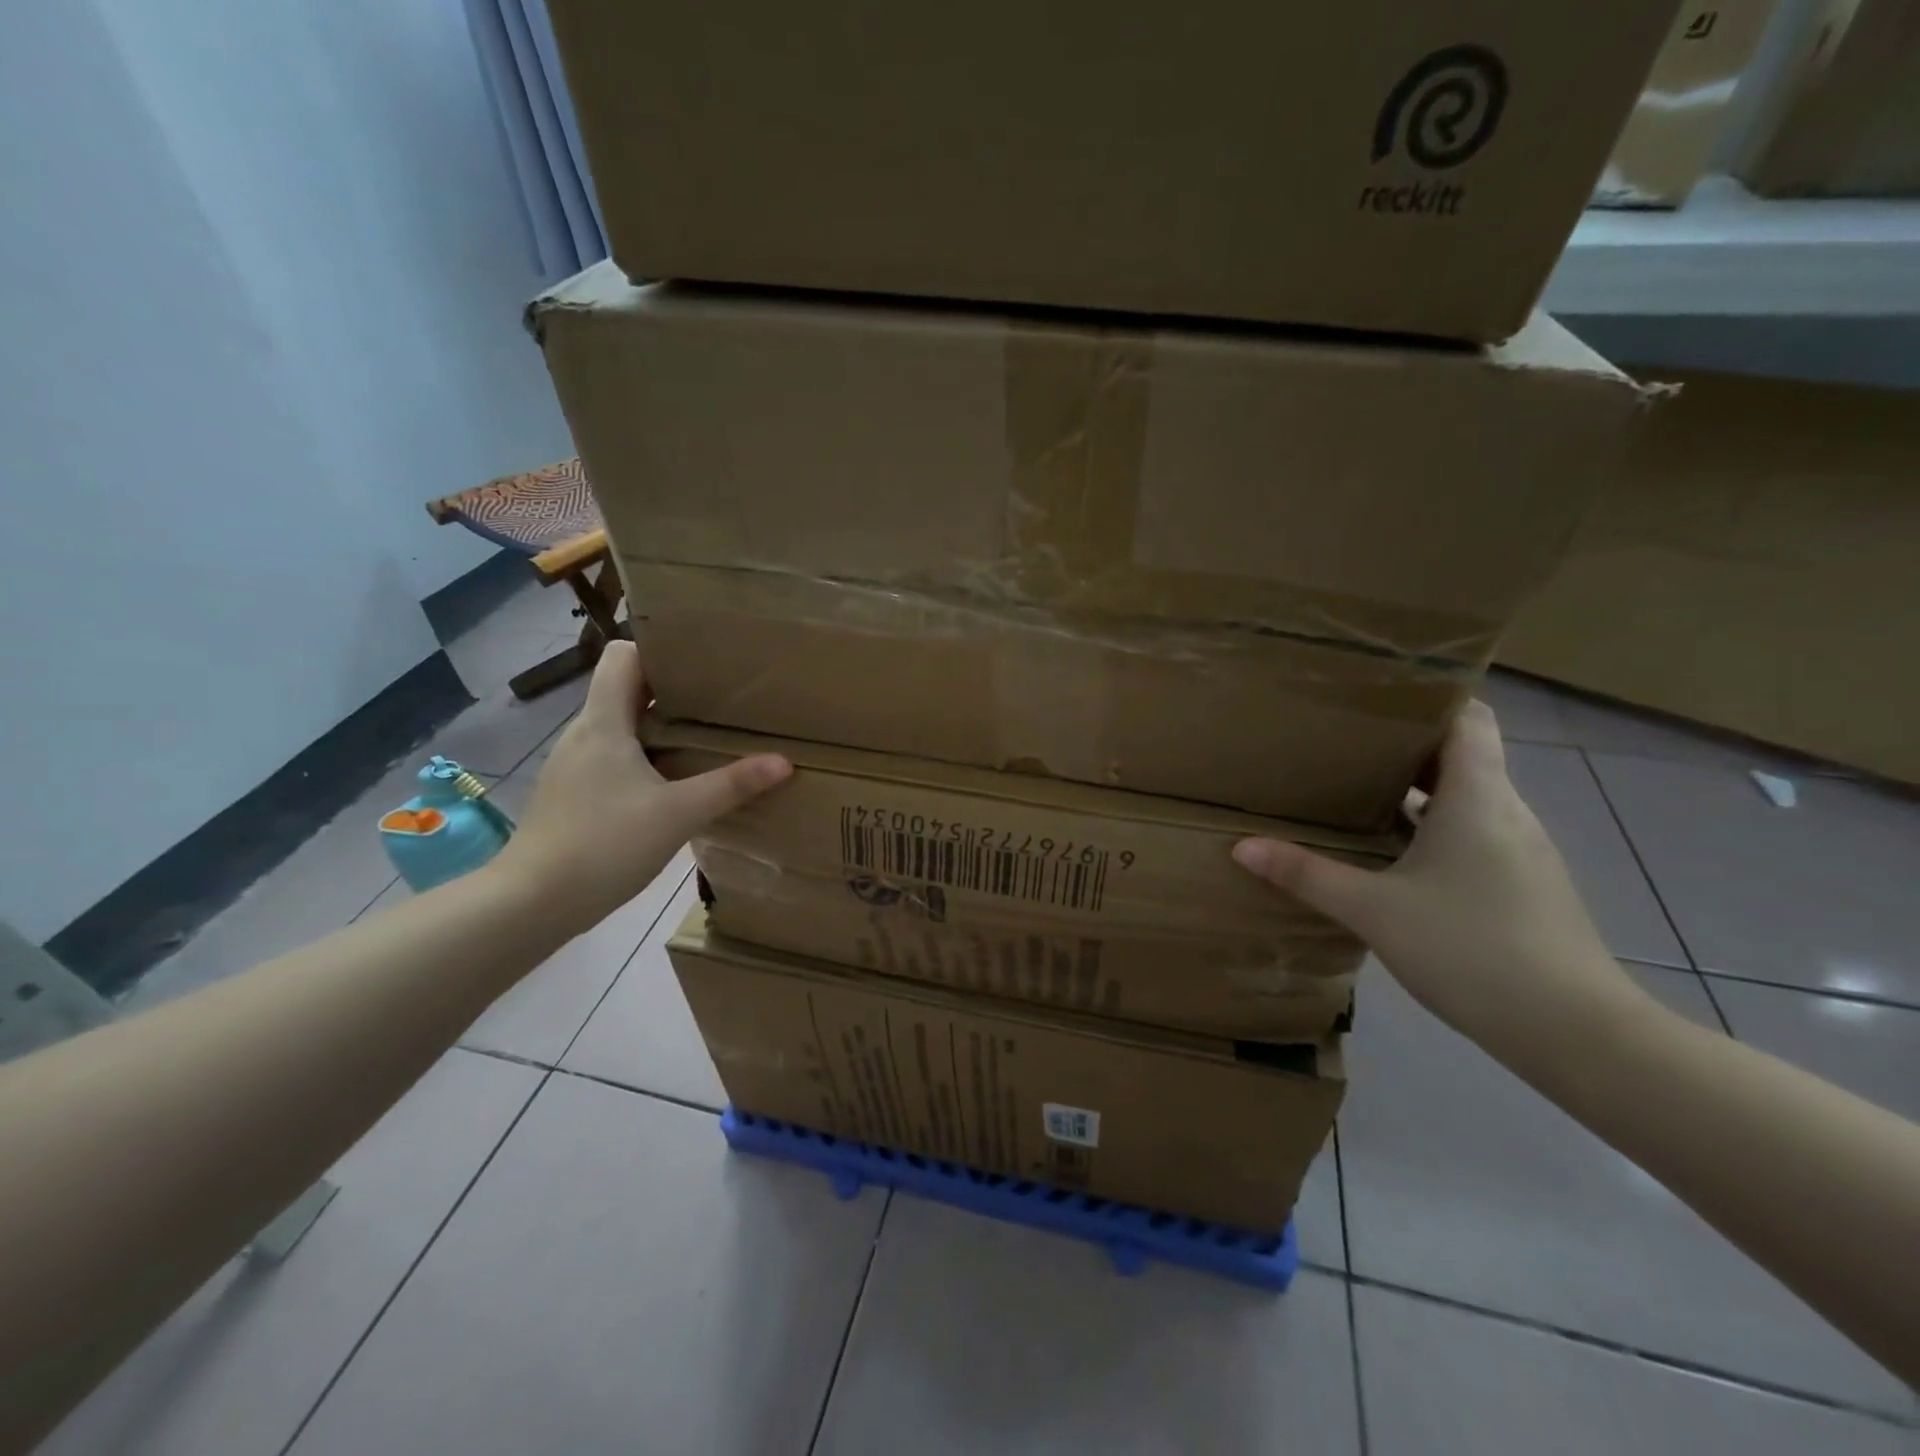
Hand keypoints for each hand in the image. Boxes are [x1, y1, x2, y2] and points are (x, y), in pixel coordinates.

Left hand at [491, 642, 790, 932]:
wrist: (532, 903)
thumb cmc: (604, 844)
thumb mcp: (679, 813)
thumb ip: (732, 785)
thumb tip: (783, 762)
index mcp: (603, 721)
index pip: (623, 655)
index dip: (661, 650)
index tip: (704, 662)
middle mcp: (584, 733)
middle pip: (626, 689)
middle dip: (673, 689)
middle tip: (721, 699)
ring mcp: (575, 765)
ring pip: (621, 726)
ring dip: (660, 725)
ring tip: (705, 736)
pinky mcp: (574, 793)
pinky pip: (614, 757)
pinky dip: (645, 757)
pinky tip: (674, 782)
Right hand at [1232, 700, 1645, 1048]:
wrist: (1574, 1031)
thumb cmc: (1471, 948)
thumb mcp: (1373, 910)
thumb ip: (1306, 874)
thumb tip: (1242, 847)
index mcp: (1477, 797)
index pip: (1469, 717)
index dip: (1430, 698)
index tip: (1376, 696)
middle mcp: (1506, 811)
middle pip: (1462, 754)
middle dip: (1404, 745)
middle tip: (1343, 743)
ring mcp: (1521, 850)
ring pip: (1467, 797)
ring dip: (1418, 790)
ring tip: (1358, 791)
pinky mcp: (1524, 885)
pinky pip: (1475, 833)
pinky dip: (1435, 827)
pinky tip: (1395, 854)